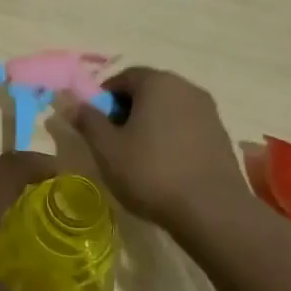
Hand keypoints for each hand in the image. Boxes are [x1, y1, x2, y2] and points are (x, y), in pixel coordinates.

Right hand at [55, 67, 250, 233]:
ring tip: (137, 157)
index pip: (122, 78)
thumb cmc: (151, 172)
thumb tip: (69, 101)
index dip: (102, 99)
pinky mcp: (221, 136)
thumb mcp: (106, 148)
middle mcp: (186, 87)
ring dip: (149, 125)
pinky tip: (164, 167)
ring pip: (167, 110)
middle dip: (126, 111)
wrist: (213, 212)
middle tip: (113, 141)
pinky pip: (186, 128)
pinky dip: (170, 139)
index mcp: (157, 82)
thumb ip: (86, 119)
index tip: (94, 125)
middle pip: (147, 91)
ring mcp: (208, 111)